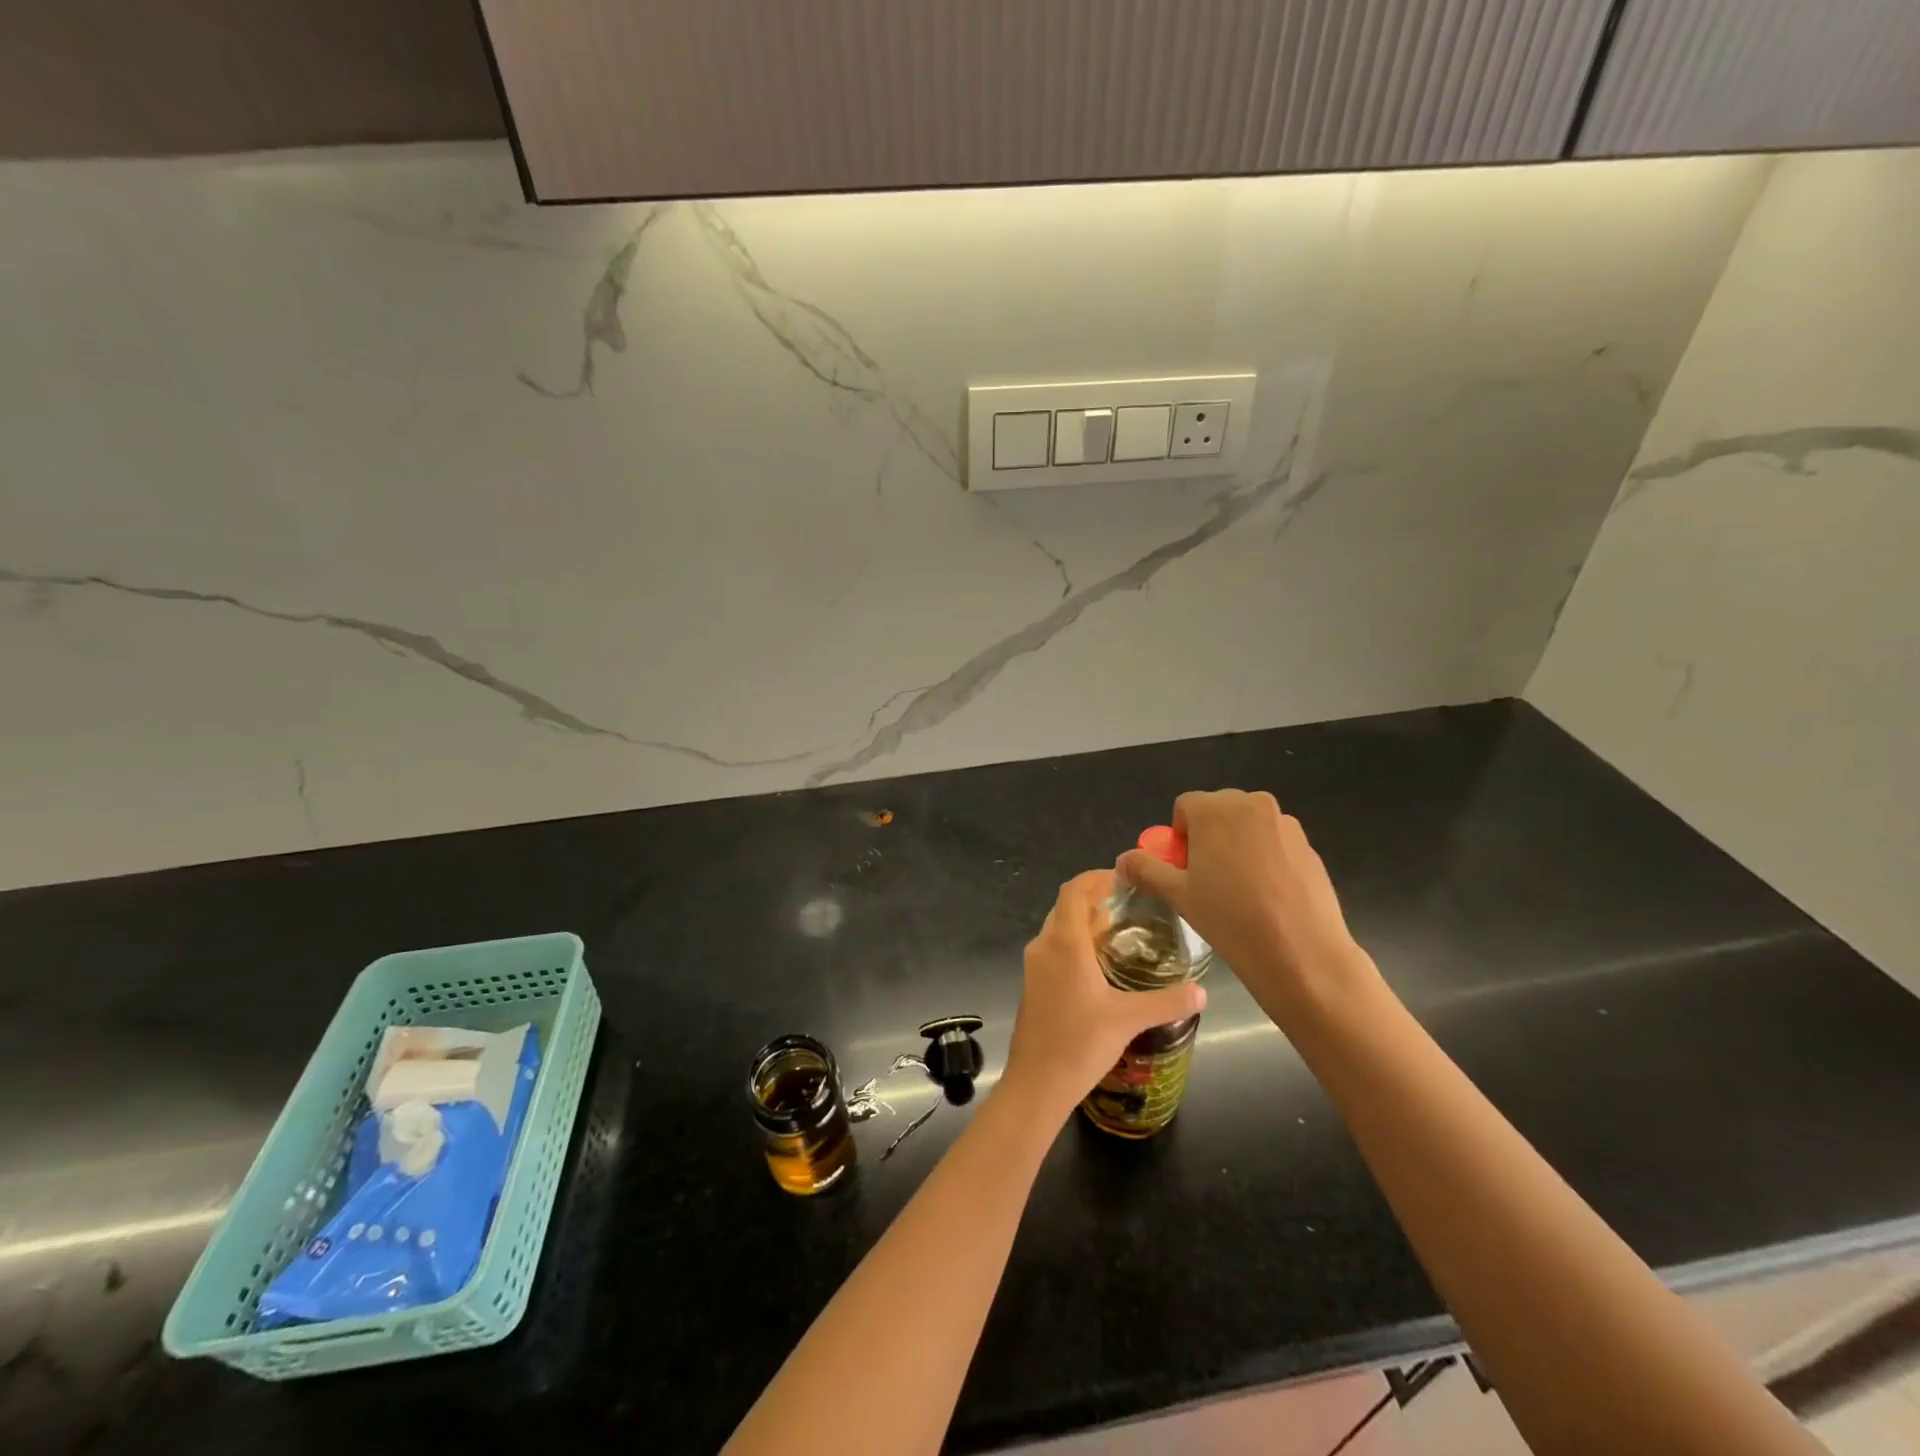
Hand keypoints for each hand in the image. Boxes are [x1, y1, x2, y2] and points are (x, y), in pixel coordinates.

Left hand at [1001, 870, 1206, 1120]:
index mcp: (1064, 942)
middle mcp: (1044, 946)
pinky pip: (1055, 949)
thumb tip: (1203, 992)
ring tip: (1121, 930)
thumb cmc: (1079, 1044)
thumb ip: (1168, 1002)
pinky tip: (1101, 964)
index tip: (1124, 878)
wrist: (1036, 1084)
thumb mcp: (1129, 1019)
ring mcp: (1035, 966)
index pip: (1074, 891)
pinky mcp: (1033, 984)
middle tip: (1131, 904)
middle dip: (1095, 899)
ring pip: (1059, 928)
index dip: (1096, 878)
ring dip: (1086, 922)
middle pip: (1066, 906)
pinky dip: (1077, 943)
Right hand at [1116, 791, 1378, 1028]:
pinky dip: (1265, 859)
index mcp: (1215, 809)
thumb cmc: (1230, 919)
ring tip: (1241, 891)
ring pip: (1248, 826)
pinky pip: (1274, 842)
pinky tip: (1268, 896)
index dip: (1179, 837)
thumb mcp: (1179, 895)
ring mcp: (1285, 824)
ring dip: (1237, 846)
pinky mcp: (1308, 845)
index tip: (1185, 870)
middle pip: (1218, 811)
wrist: (1302, 952)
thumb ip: (1147, 870)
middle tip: (1208, 880)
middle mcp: (1252, 805)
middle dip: (1208, 836)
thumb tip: (1122, 860)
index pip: (1184, 807)